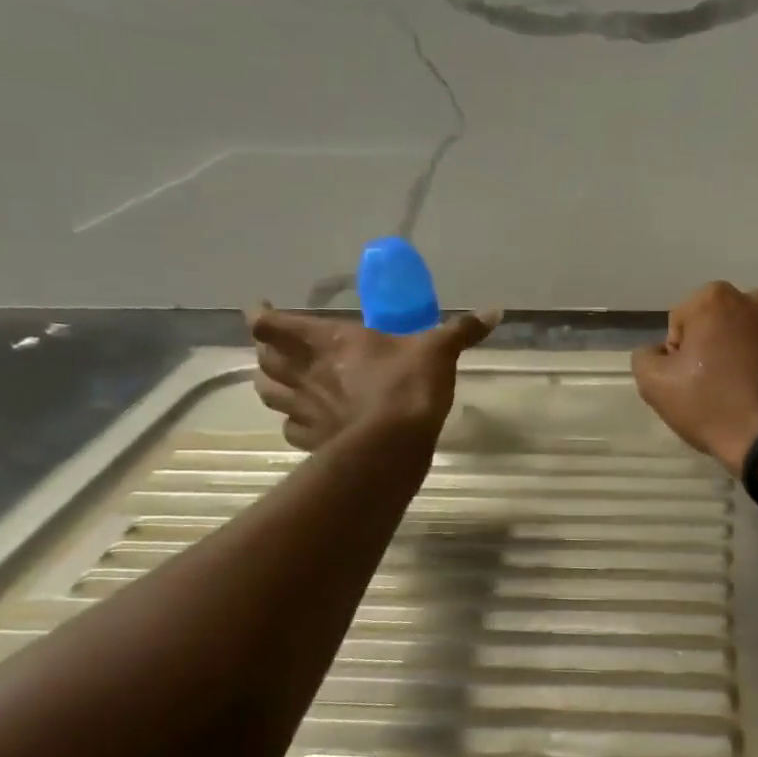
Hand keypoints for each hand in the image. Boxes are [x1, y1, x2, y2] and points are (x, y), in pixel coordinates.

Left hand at [248, 304, 498, 449]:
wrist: (394, 446)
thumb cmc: (408, 386)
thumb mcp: (439, 351)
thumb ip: (462, 330)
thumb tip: (496, 310)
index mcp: (326, 341)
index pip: (270, 324)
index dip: (261, 316)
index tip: (263, 310)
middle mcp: (305, 372)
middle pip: (263, 358)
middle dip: (268, 351)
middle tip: (284, 347)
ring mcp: (304, 409)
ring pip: (267, 393)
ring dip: (273, 384)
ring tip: (288, 382)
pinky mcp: (312, 441)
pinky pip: (291, 429)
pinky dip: (295, 422)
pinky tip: (311, 422)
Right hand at [632, 282, 757, 475]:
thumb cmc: (715, 409)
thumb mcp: (656, 387)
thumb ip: (646, 357)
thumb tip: (660, 351)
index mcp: (717, 300)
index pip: (684, 321)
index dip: (681, 353)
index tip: (690, 382)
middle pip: (725, 322)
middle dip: (720, 346)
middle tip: (720, 387)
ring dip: (753, 353)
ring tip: (752, 393)